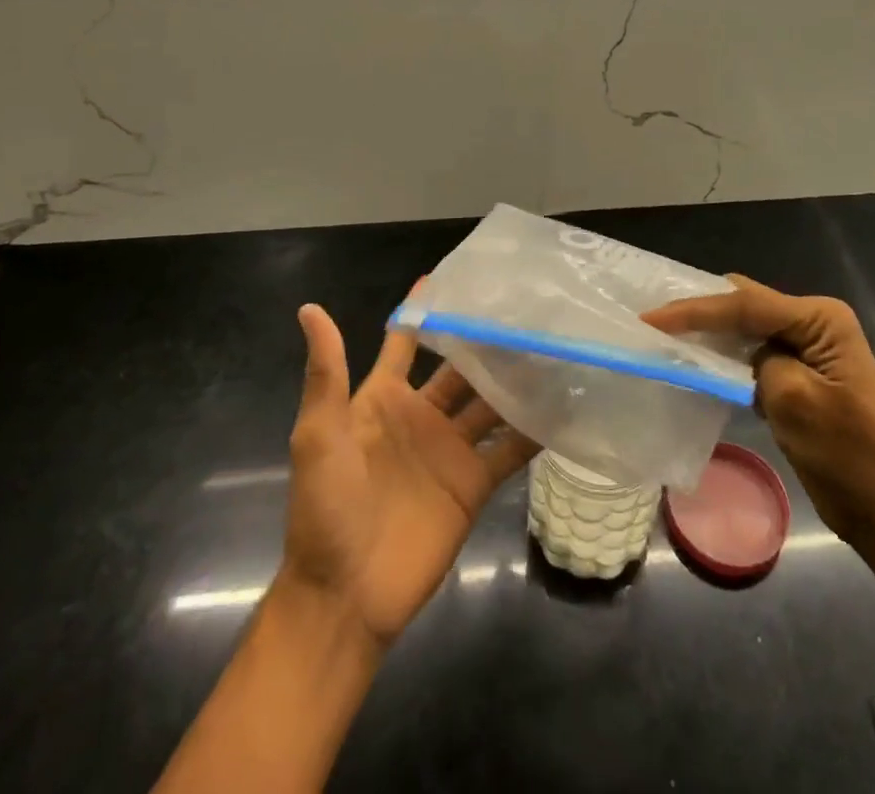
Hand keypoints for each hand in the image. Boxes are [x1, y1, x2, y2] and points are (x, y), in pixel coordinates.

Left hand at [279, 304, 537, 649]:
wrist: (344, 597)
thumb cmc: (324, 508)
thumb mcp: (318, 434)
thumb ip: (326, 372)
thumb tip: (310, 307)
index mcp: (383, 398)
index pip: (406, 342)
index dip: (425, 310)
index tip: (455, 276)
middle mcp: (421, 416)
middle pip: (460, 368)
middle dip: (486, 342)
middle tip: (525, 309)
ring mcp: (450, 450)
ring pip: (489, 402)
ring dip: (516, 379)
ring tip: (552, 346)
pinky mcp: (474, 484)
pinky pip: (509, 449)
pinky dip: (534, 429)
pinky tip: (564, 405)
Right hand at [643, 274, 874, 557]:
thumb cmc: (848, 456)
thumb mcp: (794, 400)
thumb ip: (758, 361)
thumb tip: (738, 354)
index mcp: (821, 319)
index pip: (746, 304)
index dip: (695, 310)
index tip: (650, 317)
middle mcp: (814, 323)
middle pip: (744, 305)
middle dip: (700, 310)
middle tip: (652, 317)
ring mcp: (807, 349)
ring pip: (746, 327)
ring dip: (709, 332)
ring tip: (663, 333)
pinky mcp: (798, 375)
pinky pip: (752, 353)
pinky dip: (724, 356)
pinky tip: (696, 361)